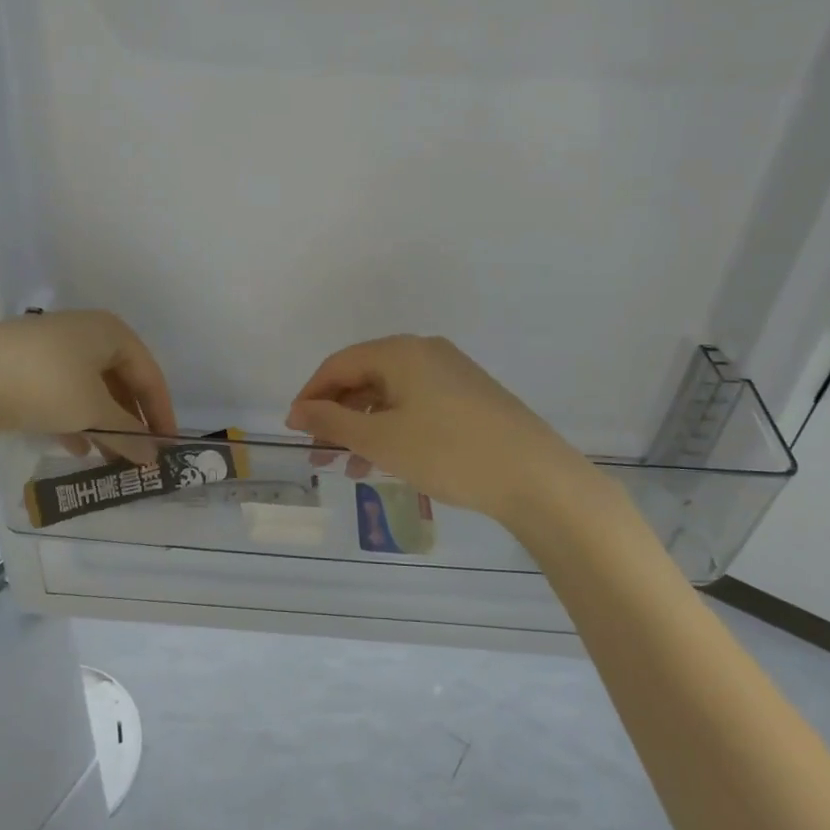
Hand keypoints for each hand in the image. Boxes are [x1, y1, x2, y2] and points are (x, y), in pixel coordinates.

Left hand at [0, 311, 177, 462]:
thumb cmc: (47, 385)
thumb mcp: (94, 412)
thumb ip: (129, 434)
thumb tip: (154, 457)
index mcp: (111, 332)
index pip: (149, 374)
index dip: (161, 412)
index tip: (168, 446)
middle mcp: (85, 332)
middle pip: (120, 380)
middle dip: (130, 420)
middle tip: (139, 454)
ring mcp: (52, 346)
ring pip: (90, 388)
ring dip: (104, 423)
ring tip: (110, 457)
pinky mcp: (24, 364)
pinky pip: (63, 391)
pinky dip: (75, 418)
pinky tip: (76, 448)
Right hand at [286, 335, 610, 527]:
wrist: (535, 477)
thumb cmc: (448, 452)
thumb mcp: (381, 439)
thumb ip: (332, 421)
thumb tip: (297, 410)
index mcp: (401, 351)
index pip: (339, 364)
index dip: (310, 396)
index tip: (294, 430)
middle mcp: (425, 352)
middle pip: (364, 378)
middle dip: (336, 416)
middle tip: (318, 454)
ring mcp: (452, 373)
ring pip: (390, 395)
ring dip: (363, 428)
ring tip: (348, 467)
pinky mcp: (470, 397)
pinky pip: (416, 406)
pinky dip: (393, 430)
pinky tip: (386, 462)